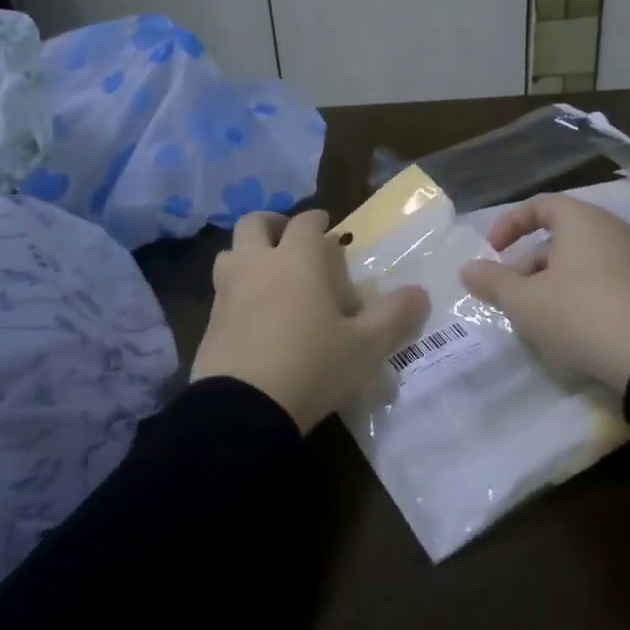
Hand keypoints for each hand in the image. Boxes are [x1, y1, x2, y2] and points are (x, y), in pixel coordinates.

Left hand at [192, 210, 429, 433]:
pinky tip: (253, 315)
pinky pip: (222, 291)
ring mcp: (227, 292)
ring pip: (230, 253)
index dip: (317, 220)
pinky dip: (237, 290)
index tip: (327, 225)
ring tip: (268, 274)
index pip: (305, 223)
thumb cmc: (311, 366)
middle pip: (254, 223)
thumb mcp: (364, 346)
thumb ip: (393, 316)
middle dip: (273, 224)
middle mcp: (256, 265)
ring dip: (248, 254)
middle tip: (290, 240)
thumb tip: (420, 293)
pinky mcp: (209, 322)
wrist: (243, 409)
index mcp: (296, 260)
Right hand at [459, 193, 629, 393]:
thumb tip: (467, 269)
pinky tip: (574, 330)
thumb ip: (492, 282)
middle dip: (527, 264)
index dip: (509, 224)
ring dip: (552, 283)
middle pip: (560, 236)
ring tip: (538, 318)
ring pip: (582, 262)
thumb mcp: (524, 301)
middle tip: (510, 295)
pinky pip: (606, 282)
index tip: (491, 252)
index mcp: (583, 221)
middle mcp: (614, 231)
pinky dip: (582, 296)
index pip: (540, 205)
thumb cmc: (580, 314)